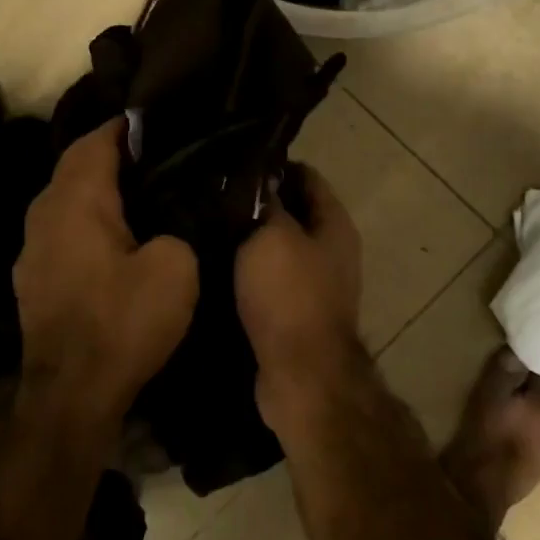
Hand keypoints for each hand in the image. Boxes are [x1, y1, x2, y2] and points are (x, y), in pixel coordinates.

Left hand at [13, 119, 198, 430]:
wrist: (72, 394)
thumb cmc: (123, 322)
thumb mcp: (176, 268)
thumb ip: (178, 228)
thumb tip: (168, 224)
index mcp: (76, 200)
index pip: (96, 140)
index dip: (125, 126)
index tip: (157, 122)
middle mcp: (44, 213)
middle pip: (75, 166)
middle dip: (110, 154)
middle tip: (155, 155)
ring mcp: (31, 248)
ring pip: (64, 199)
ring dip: (96, 189)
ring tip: (138, 191)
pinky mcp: (32, 278)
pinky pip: (61, 230)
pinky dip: (86, 220)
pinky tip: (112, 237)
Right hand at [235, 164, 364, 414]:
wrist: (301, 375)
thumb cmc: (290, 296)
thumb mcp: (272, 236)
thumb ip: (264, 202)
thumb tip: (256, 177)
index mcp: (334, 224)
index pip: (306, 176)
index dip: (272, 165)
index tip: (232, 164)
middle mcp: (331, 250)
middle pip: (292, 212)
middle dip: (256, 203)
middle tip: (211, 196)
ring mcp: (315, 285)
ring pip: (277, 248)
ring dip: (248, 240)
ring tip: (205, 227)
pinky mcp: (295, 314)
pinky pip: (268, 281)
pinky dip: (246, 272)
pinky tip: (214, 267)